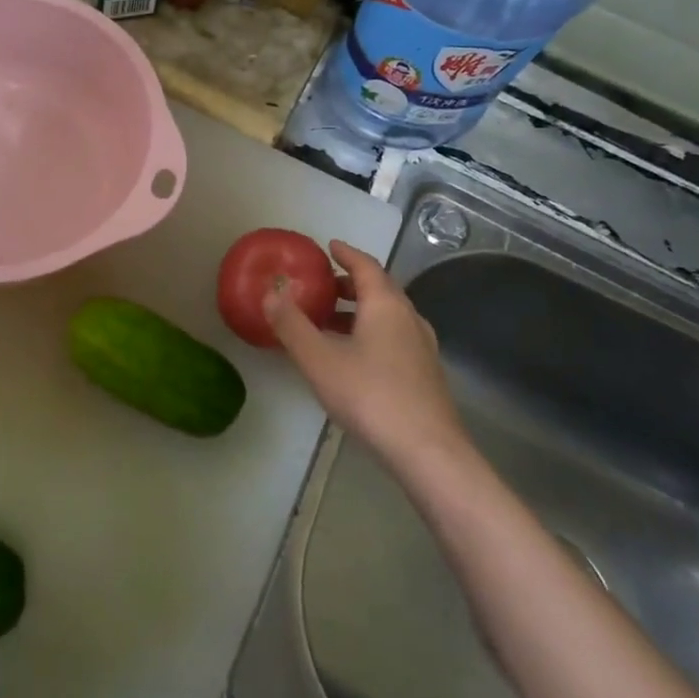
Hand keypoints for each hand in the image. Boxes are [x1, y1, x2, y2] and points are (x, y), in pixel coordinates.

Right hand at [263, 241, 461, 467]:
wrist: (427, 450)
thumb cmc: (370, 396)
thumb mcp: (319, 359)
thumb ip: (292, 325)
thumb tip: (270, 293)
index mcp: (385, 305)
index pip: (366, 266)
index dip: (346, 254)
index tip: (329, 246)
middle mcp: (408, 317)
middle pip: (380, 289)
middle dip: (351, 283)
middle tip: (324, 285)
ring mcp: (422, 346)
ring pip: (388, 315)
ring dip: (360, 311)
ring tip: (331, 322)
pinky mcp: (426, 373)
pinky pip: (395, 336)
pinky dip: (372, 332)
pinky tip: (355, 356)